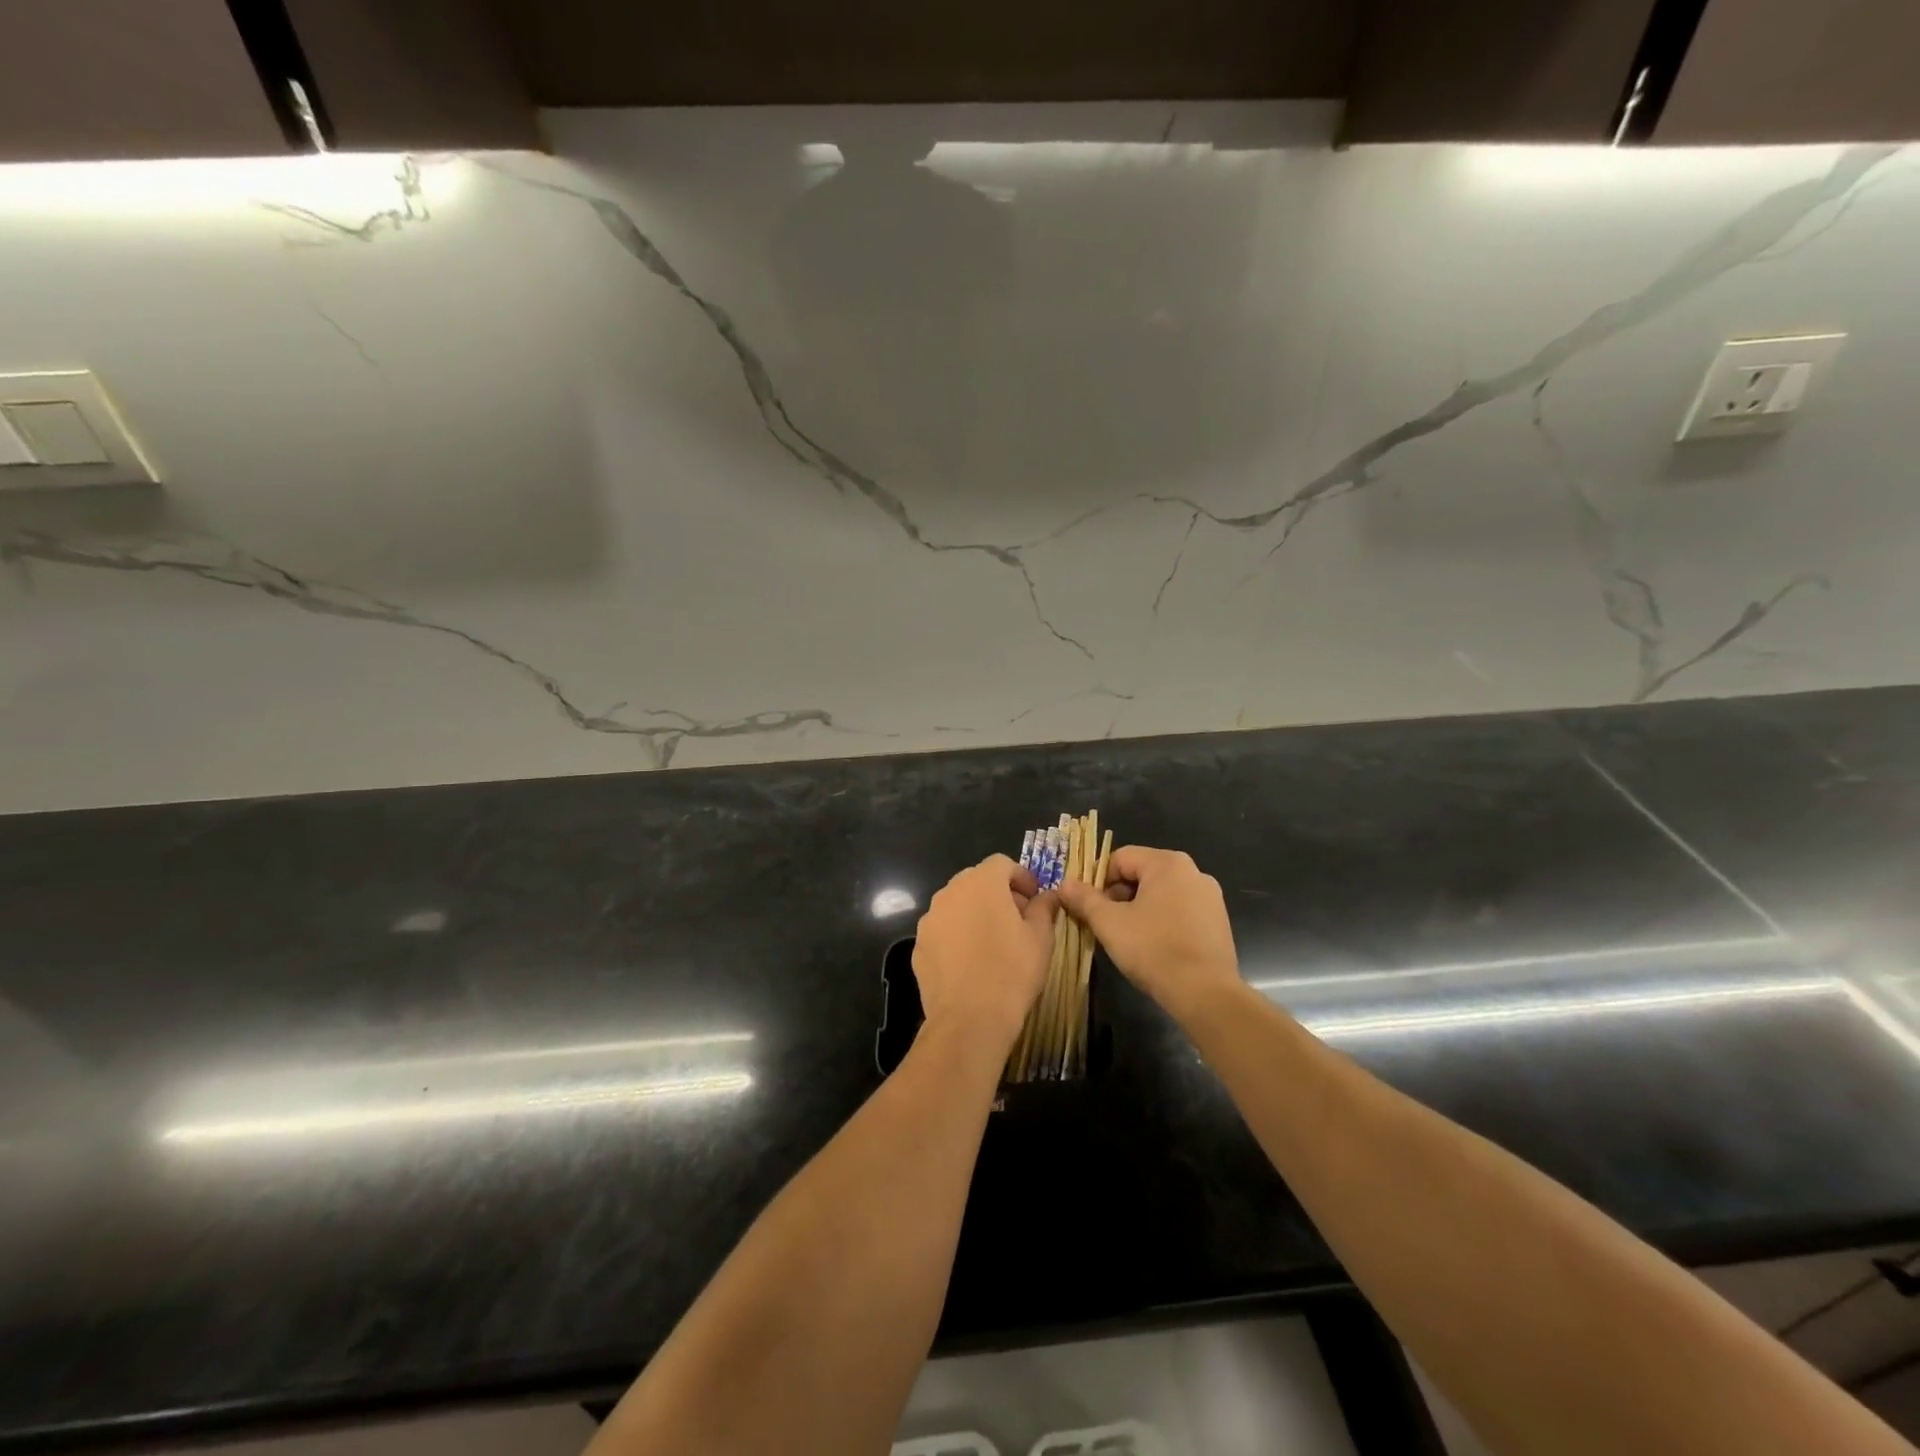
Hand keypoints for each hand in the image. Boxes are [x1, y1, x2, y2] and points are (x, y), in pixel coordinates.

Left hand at [912, 855, 1054, 1052]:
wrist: (969, 1019)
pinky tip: (972, 963)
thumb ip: (1044, 908)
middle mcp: (950, 892)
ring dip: (976, 913)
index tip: (1034, 900)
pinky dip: (958, 936)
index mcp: (981, 883)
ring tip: (994, 942)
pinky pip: (943, 930)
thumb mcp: (1041, 937)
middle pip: (977, 881)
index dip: (1021, 877)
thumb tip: (1048, 896)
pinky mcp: (919, 945)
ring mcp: (930, 919)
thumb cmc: (1012, 971)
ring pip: (957, 905)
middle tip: (1018, 919)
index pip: (1001, 863)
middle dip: (998, 894)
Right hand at [1056, 846, 1241, 1024]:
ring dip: (1138, 909)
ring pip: (1160, 894)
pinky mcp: (1218, 921)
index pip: (1120, 858)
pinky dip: (1162, 921)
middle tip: (1104, 924)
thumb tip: (1064, 884)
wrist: (1206, 994)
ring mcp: (1210, 897)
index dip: (1098, 880)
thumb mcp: (1109, 923)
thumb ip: (1084, 899)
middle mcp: (1193, 871)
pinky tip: (1153, 947)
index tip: (1088, 908)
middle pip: (1141, 874)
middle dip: (1118, 896)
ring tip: (1127, 938)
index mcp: (1167, 863)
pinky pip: (1180, 911)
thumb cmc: (1153, 949)